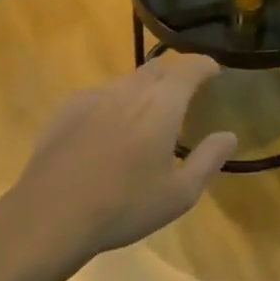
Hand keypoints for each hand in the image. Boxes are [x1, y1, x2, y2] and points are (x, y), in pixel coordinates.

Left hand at [0, 55, 237, 273]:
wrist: (51, 215)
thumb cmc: (124, 206)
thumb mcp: (179, 194)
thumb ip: (208, 159)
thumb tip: (228, 135)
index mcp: (161, 104)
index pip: (189, 68)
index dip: (205, 66)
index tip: (214, 71)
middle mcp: (129, 89)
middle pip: (158, 67)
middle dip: (177, 73)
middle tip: (187, 90)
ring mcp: (94, 96)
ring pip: (128, 81)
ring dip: (145, 87)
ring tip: (149, 112)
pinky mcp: (67, 109)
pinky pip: (101, 95)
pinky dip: (116, 102)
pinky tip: (111, 128)